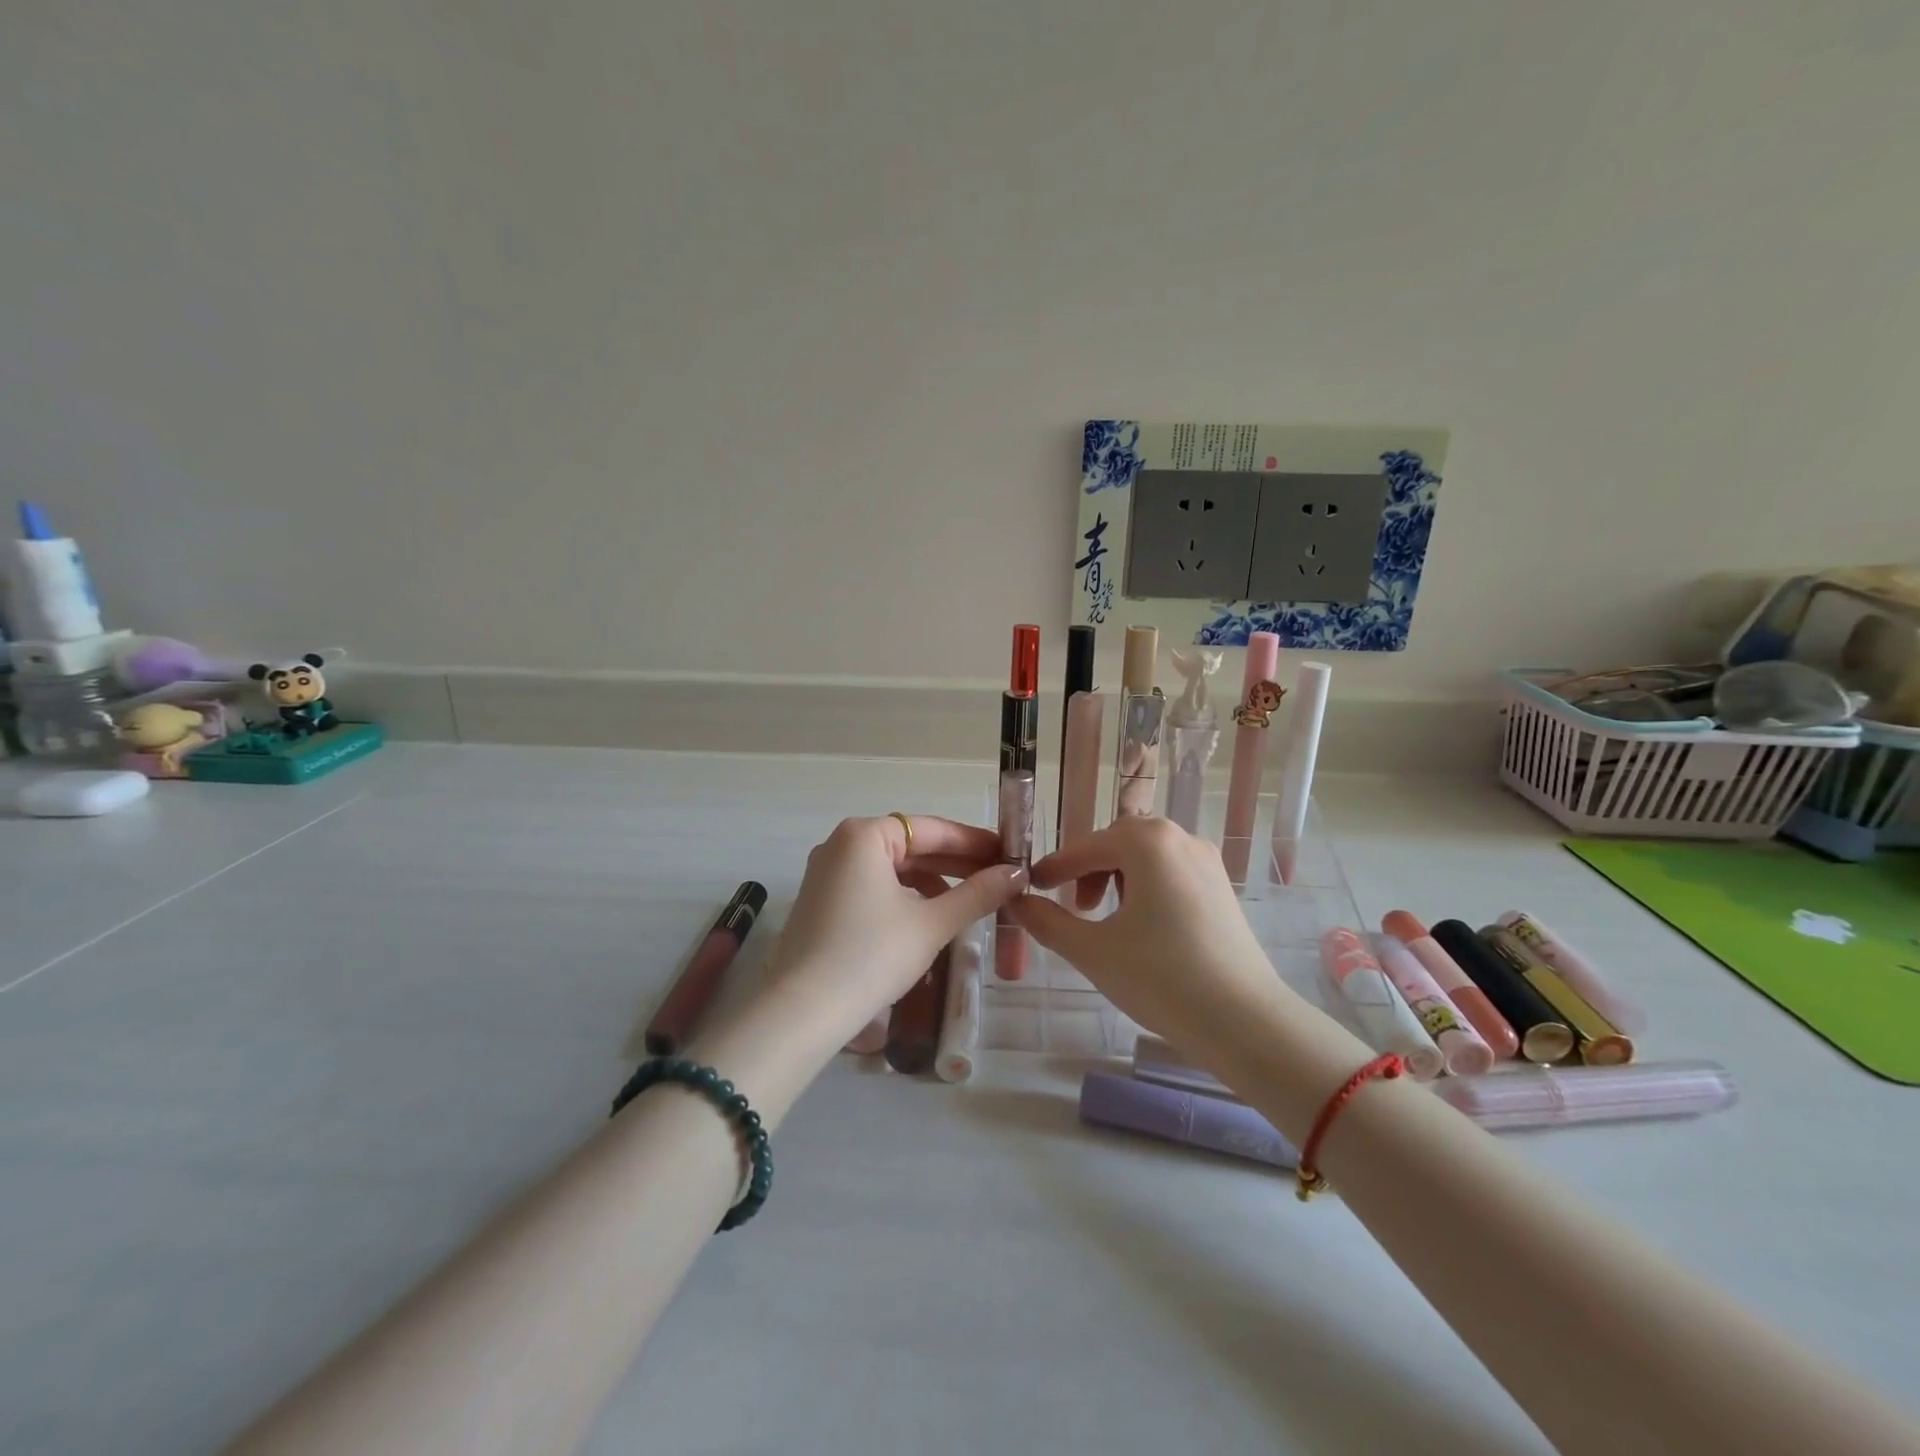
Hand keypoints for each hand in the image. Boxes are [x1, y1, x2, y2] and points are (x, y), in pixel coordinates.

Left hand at [765, 815, 1023, 1041]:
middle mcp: (841, 844)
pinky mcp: (822, 902)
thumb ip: (977, 894)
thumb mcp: (931, 923)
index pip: (931, 829)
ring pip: (893, 869)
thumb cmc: (872, 955)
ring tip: (970, 902)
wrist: (804, 1011)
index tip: (1009, 854)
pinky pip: (874, 887)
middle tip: (999, 878)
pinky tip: (930, 917)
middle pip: (910, 846)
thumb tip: (1016, 874)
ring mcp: (827, 873)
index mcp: (864, 835)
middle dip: (955, 864)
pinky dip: (905, 897)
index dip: (974, 842)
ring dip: (933, 882)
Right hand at [1008, 816, 1283, 1052]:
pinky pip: (1170, 872)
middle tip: (1073, 908)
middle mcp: (1180, 837)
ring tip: (1105, 919)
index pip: (1086, 847)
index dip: (1054, 867)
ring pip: (1146, 857)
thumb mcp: (1092, 950)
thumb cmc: (1161, 978)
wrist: (1245, 1022)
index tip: (1031, 887)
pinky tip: (1141, 926)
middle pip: (1118, 843)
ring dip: (1117, 878)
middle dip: (1088, 871)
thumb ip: (1047, 921)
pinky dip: (1146, 888)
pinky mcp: (1222, 887)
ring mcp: (1206, 861)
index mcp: (1147, 841)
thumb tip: (1017, 902)